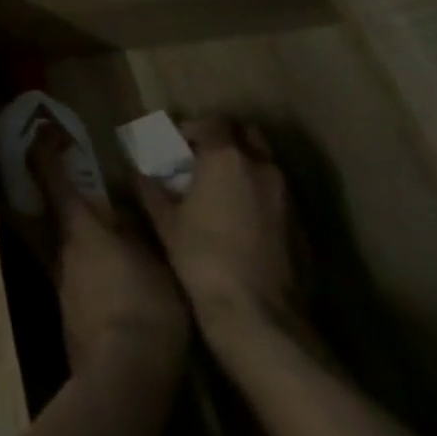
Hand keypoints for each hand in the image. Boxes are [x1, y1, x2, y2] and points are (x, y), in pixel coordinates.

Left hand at [28, 126, 189, 383]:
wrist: (123, 375)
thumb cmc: (144, 304)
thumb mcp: (153, 258)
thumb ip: (135, 228)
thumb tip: (120, 204)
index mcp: (78, 227)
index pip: (52, 178)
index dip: (44, 151)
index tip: (41, 130)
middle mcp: (60, 249)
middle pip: (46, 212)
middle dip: (52, 193)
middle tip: (66, 179)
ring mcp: (61, 282)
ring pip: (58, 244)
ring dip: (71, 233)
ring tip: (99, 231)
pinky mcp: (69, 313)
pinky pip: (72, 274)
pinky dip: (83, 265)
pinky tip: (107, 276)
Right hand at [134, 117, 302, 344]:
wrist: (257, 314)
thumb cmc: (201, 256)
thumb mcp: (164, 219)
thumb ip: (149, 186)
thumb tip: (136, 169)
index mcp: (225, 157)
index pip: (211, 121)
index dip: (191, 128)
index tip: (175, 146)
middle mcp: (261, 166)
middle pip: (246, 134)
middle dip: (224, 139)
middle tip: (201, 160)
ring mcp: (285, 195)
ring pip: (264, 163)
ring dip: (243, 166)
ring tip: (219, 190)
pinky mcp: (300, 224)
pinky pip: (275, 193)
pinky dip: (258, 193)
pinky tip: (240, 219)